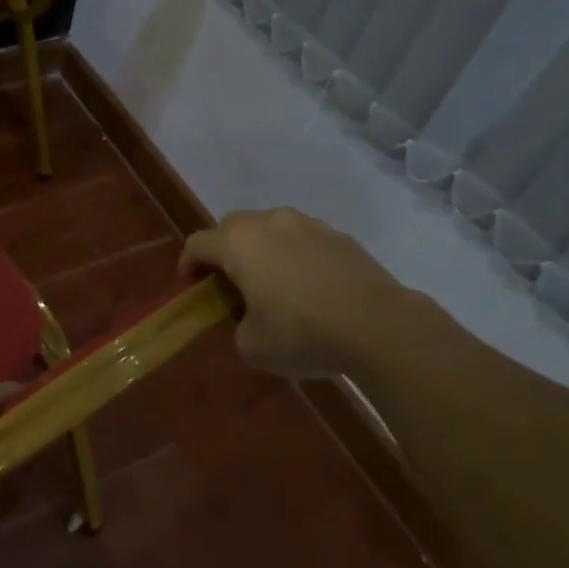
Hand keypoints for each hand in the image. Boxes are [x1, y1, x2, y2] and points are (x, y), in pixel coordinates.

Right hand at [179, 207, 424, 380]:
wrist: (380, 327)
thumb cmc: (303, 333)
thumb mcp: (251, 345)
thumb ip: (235, 325)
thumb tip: (246, 317)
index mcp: (238, 243)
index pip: (197, 244)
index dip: (188, 265)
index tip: (191, 288)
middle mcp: (269, 222)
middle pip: (231, 227)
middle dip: (223, 252)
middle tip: (229, 284)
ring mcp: (308, 224)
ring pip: (269, 228)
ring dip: (260, 249)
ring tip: (271, 283)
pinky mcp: (339, 236)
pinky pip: (302, 239)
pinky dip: (294, 255)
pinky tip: (307, 286)